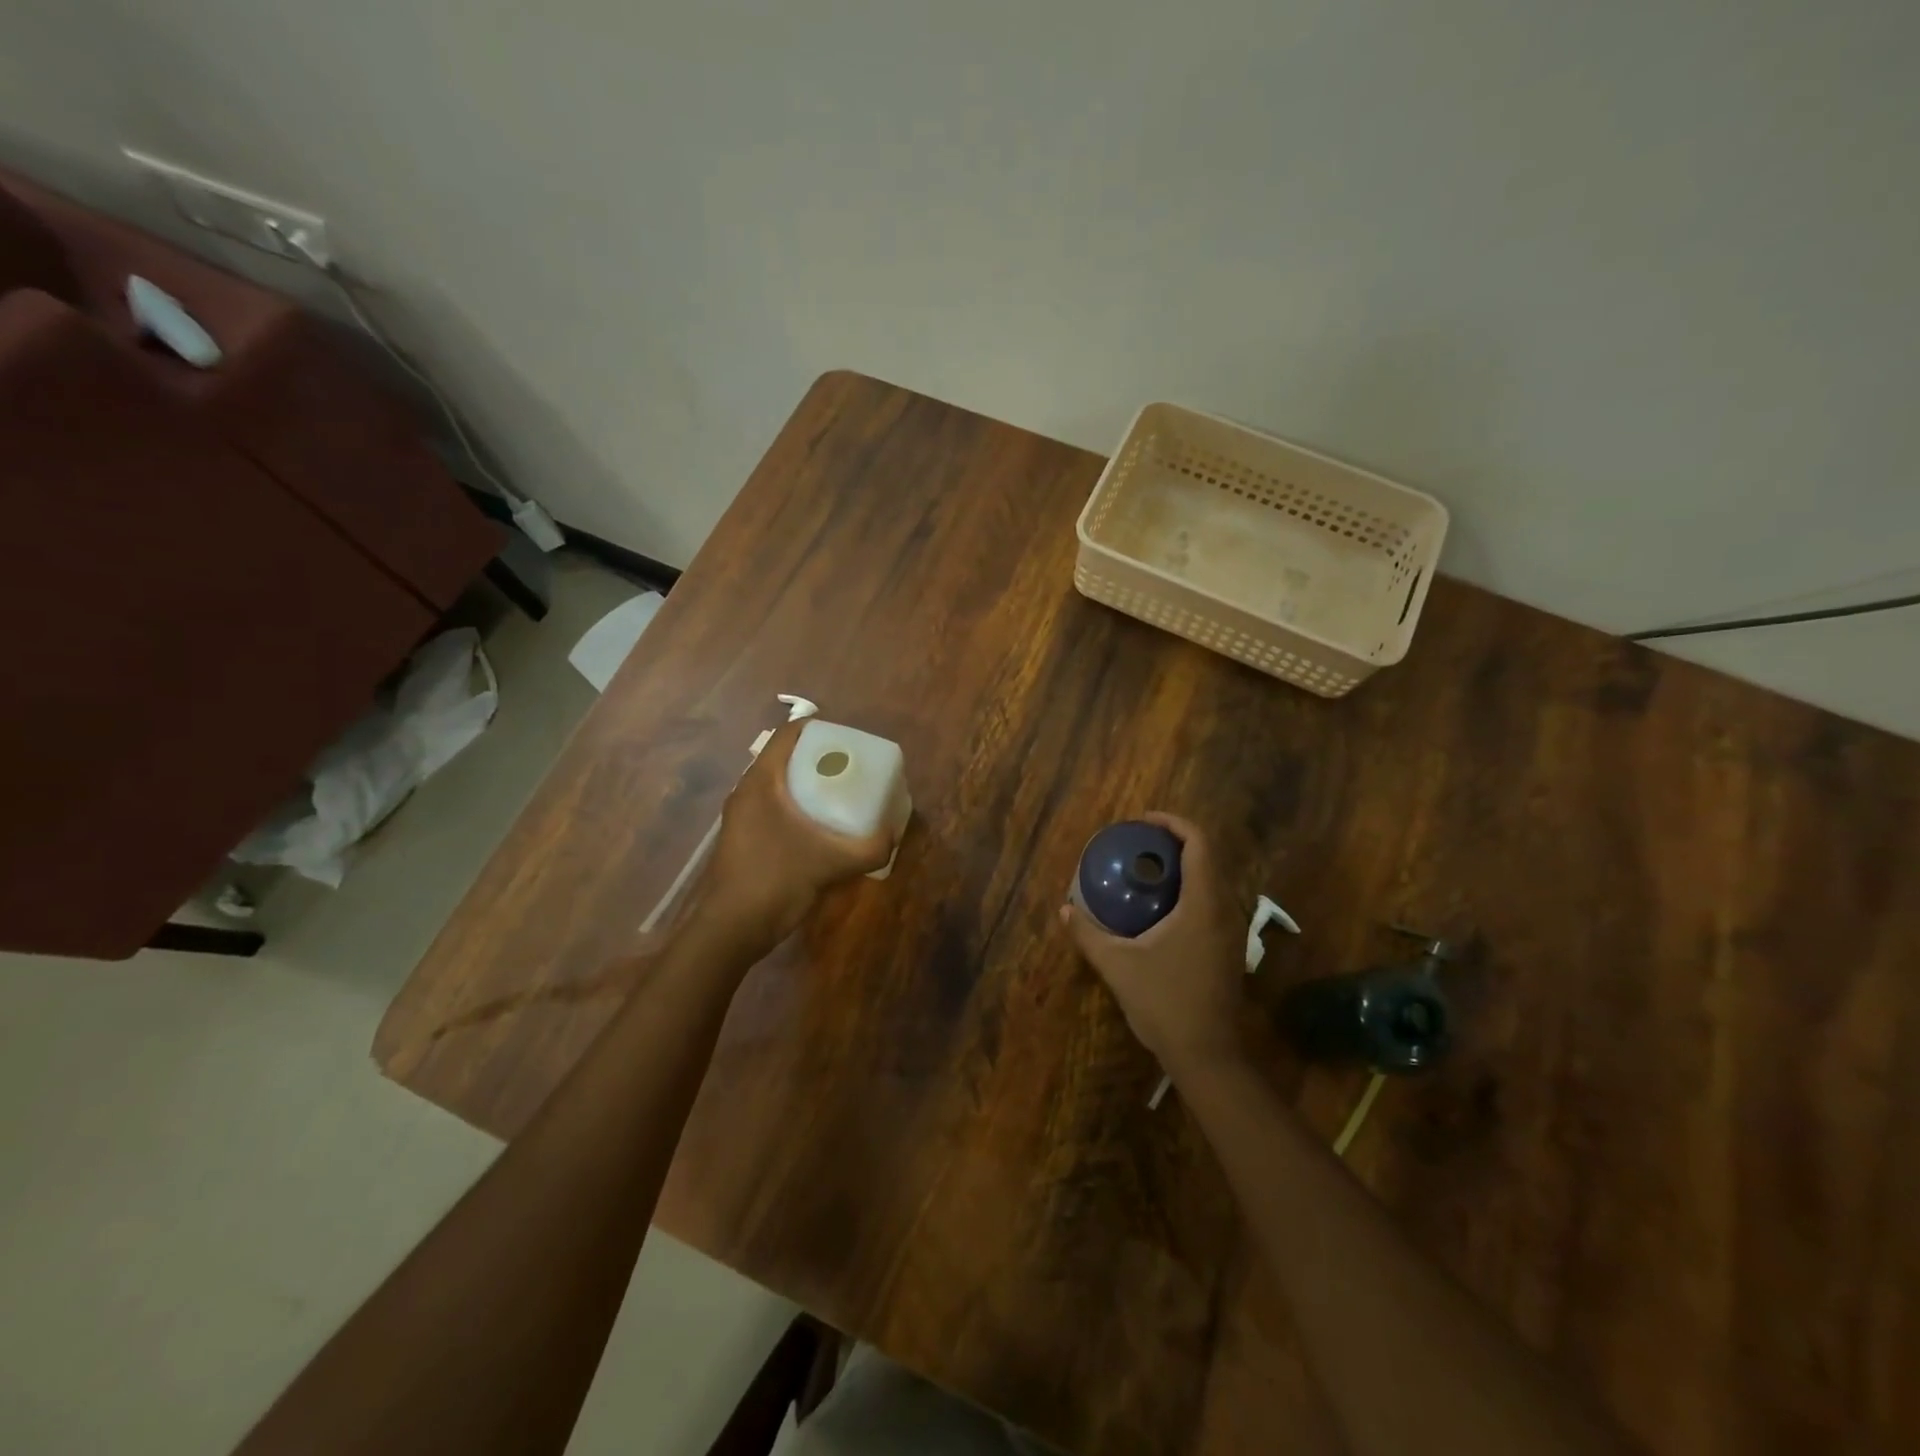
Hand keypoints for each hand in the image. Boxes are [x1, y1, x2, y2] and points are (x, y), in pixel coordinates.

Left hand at [686, 720, 896, 950]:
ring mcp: (741, 816)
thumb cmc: (775, 882)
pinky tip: (819, 828)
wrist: (730, 930)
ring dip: (806, 784)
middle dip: (818, 758)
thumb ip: (868, 849)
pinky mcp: (744, 838)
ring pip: (778, 785)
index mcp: (761, 782)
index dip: (819, 729)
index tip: (847, 740)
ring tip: (840, 795)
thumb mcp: (830, 863)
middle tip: (851, 768)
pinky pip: (773, 807)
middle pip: (784, 758)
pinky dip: (796, 807)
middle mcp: (746, 792)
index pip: (788, 735)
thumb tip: (894, 836)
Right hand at [1058, 813, 1245, 1072]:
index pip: (1199, 844)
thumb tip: (1065, 910)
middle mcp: (1224, 910)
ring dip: (1184, 868)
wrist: (1208, 1055)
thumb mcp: (1118, 966)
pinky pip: (1211, 904)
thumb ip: (1089, 934)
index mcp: (1202, 904)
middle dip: (1176, 843)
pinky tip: (1161, 910)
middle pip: (1208, 858)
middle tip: (1140, 844)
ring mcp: (1231, 932)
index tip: (1143, 822)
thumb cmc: (1164, 1003)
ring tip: (1147, 871)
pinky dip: (1188, 892)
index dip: (1173, 824)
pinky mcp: (1228, 950)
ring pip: (1212, 882)